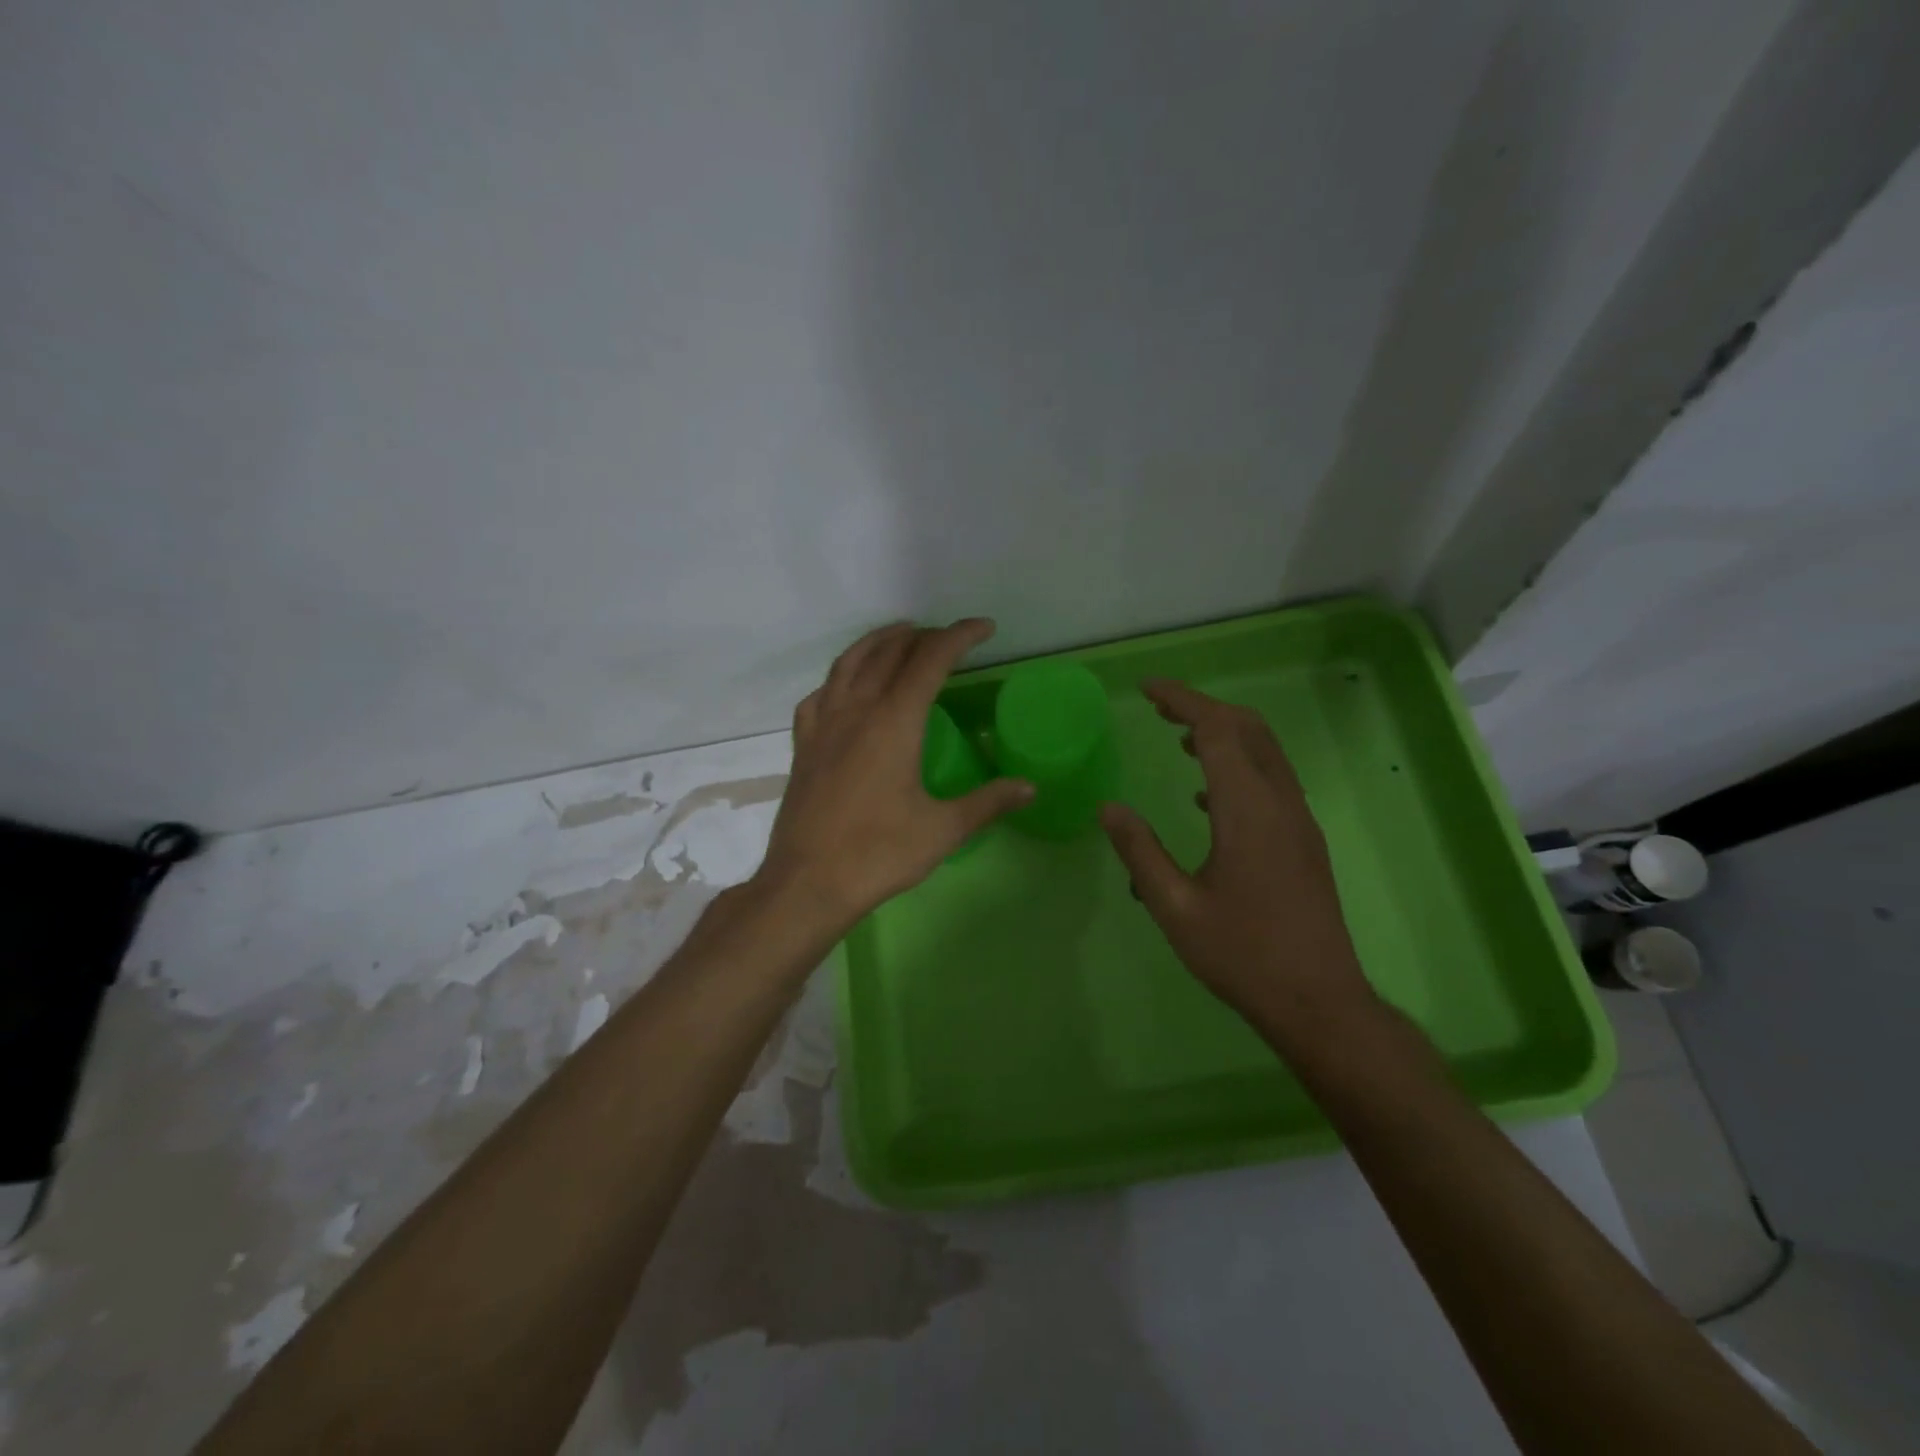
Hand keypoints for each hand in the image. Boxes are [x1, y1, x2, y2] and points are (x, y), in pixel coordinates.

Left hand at [754, 620, 1033, 928]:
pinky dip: (840, 677)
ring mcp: (824, 725)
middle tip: (948, 638)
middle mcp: (856, 710)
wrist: (807, 884)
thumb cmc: (878, 854)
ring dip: (878, 642)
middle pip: (889, 652)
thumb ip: (988, 802)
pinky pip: (821, 694)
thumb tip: (1030, 787)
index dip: (959, 636)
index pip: (931, 659)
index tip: (984, 628)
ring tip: (899, 636)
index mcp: (895, 721)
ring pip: (849, 663)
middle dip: (923, 636)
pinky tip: (846, 687)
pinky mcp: (804, 746)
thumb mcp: (943, 830)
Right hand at [1100, 679, 1377, 1035]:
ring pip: (1265, 752)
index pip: (1217, 730)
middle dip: (1203, 708)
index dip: (1182, 700)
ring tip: (1179, 740)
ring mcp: (1299, 821)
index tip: (1147, 689)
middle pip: (1248, 729)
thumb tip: (1109, 809)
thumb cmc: (1242, 953)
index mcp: (1247, 810)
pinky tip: (1206, 796)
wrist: (1319, 1001)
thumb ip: (1140, 851)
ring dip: (1224, 734)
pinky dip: (1238, 766)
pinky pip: (1271, 780)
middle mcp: (1280, 803)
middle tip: (1159, 709)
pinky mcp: (1305, 840)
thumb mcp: (1174, 906)